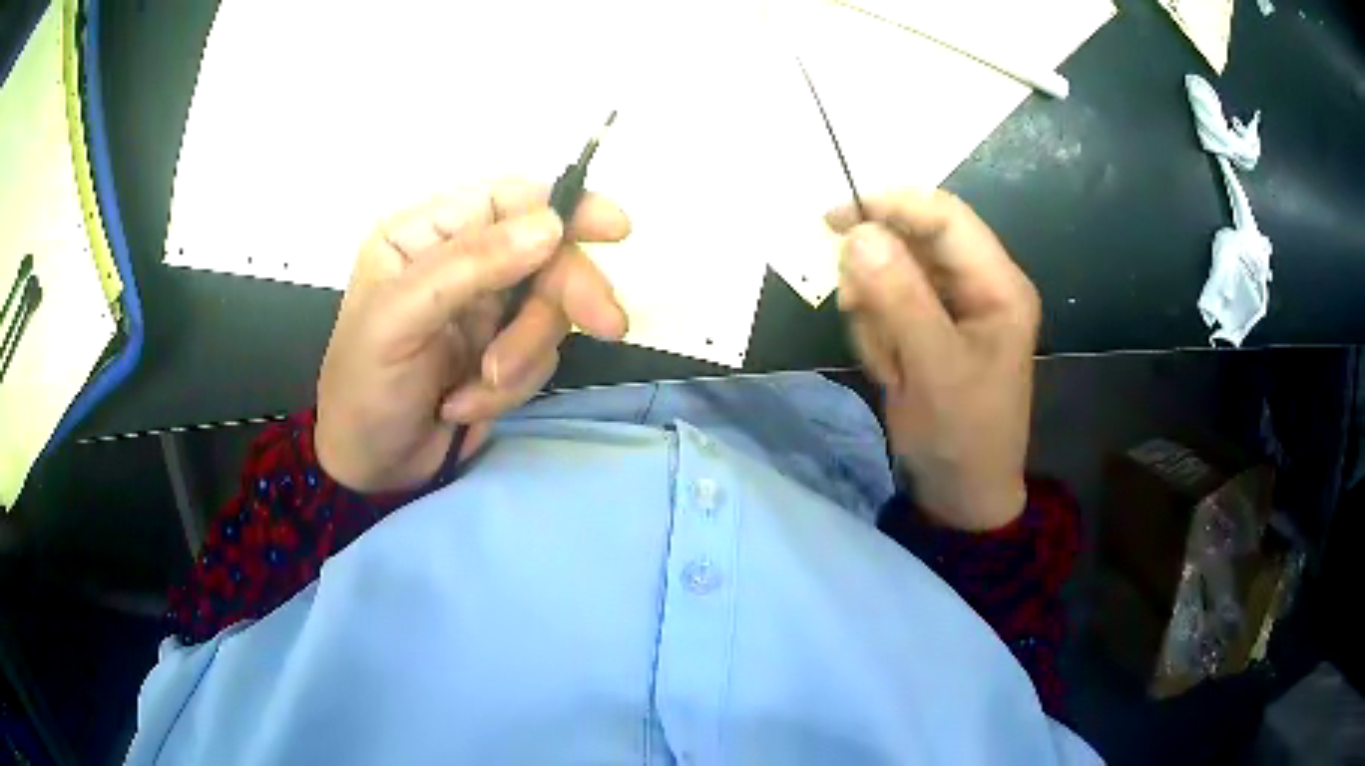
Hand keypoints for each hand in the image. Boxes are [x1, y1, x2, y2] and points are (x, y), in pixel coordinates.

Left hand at [316, 179, 630, 492]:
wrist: (371, 468)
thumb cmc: (365, 387)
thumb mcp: (399, 320)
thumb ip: (469, 266)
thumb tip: (551, 226)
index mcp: (426, 235)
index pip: (507, 201)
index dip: (564, 207)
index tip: (615, 229)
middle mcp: (461, 263)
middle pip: (544, 257)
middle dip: (565, 297)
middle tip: (608, 327)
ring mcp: (484, 310)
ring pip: (548, 313)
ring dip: (522, 356)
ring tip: (481, 388)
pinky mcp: (502, 353)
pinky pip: (540, 358)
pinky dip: (510, 388)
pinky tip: (464, 406)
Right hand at [827, 190, 1039, 530]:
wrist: (961, 491)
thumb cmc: (963, 435)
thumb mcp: (934, 368)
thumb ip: (900, 298)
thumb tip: (858, 233)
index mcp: (998, 284)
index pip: (945, 217)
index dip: (892, 205)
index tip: (835, 217)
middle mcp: (977, 283)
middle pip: (914, 240)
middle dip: (878, 275)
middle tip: (854, 307)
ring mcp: (951, 304)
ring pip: (892, 271)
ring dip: (875, 312)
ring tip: (890, 362)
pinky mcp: (928, 323)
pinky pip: (886, 302)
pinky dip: (876, 331)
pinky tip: (891, 369)